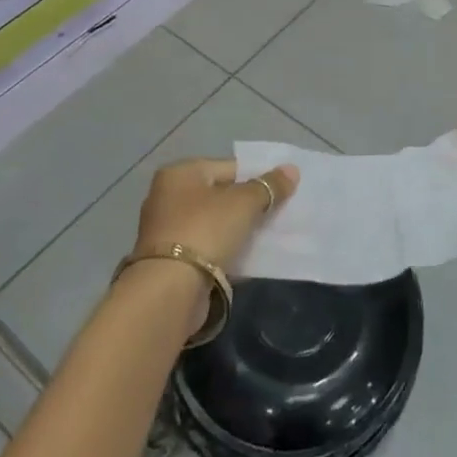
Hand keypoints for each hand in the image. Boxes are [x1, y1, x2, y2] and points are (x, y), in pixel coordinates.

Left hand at [132, 157, 299, 271]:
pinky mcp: (167, 260)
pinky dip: (223, 250)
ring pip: (212, 223)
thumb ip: (269, 186)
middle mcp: (167, 195)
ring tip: (265, 237)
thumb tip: (292, 170)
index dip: (256, 177)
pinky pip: (205, 247)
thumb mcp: (244, 203)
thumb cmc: (206, 230)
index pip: (228, 167)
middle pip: (219, 194)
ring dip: (236, 229)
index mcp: (180, 173)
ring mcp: (165, 230)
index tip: (279, 193)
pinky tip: (245, 258)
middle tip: (275, 215)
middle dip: (247, 205)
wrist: (169, 290)